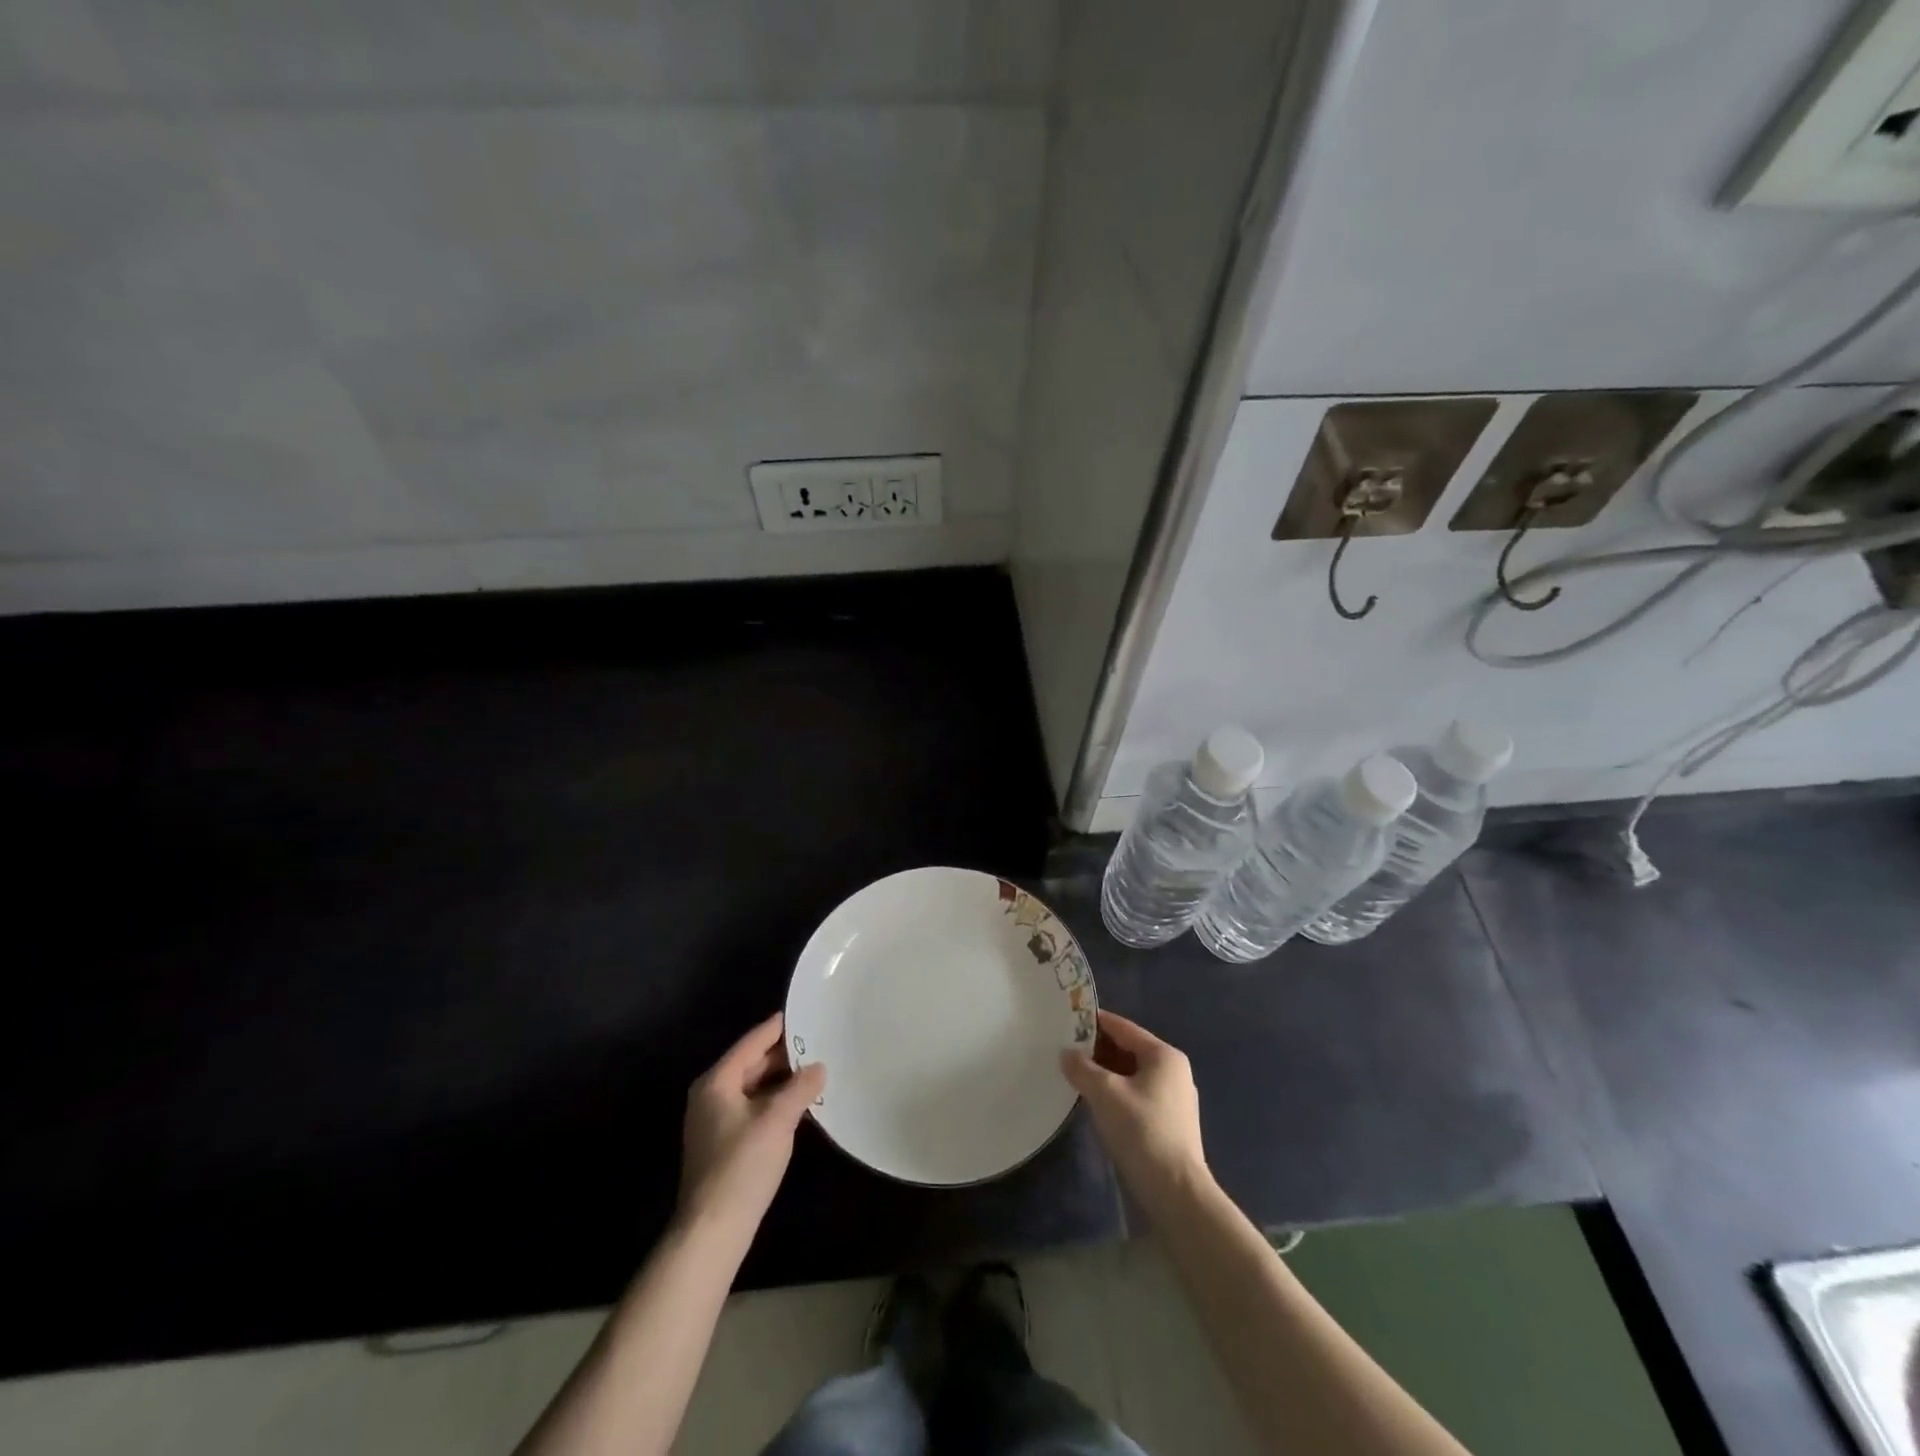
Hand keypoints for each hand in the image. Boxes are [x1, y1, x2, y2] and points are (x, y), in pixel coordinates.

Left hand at [676, 1013, 825, 1241]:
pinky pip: (752, 1107)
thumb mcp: (777, 1120)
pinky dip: (774, 1101)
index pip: (752, 1042)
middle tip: (819, 1041)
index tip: (804, 1012)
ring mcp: (714, 1121)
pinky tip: (799, 1104)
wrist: (712, 1230)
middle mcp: (711, 1095)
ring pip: (753, 1087)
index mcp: (717, 1081)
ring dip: (781, 1080)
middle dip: (784, 1055)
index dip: (778, 1027)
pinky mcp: (723, 1143)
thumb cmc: (742, 1166)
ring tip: (815, 1069)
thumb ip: (800, 1088)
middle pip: (751, 1063)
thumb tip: (818, 1066)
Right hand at [1061, 1010, 1210, 1216]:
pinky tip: (1094, 1100)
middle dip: (1097, 1049)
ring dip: (1104, 1072)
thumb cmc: (1142, 1131)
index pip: (1123, 1027)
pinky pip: (1136, 1094)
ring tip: (1074, 1073)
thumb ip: (1082, 1068)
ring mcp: (1173, 1098)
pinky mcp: (1169, 1122)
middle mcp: (1173, 1071)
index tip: (1067, 1018)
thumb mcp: (1105, 1093)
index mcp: (1164, 1056)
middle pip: (1128, 1049)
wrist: (1176, 1192)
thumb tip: (1066, 1053)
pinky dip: (1115, 1092)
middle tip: (1064, 1048)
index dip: (1094, 1021)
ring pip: (1131, 1074)